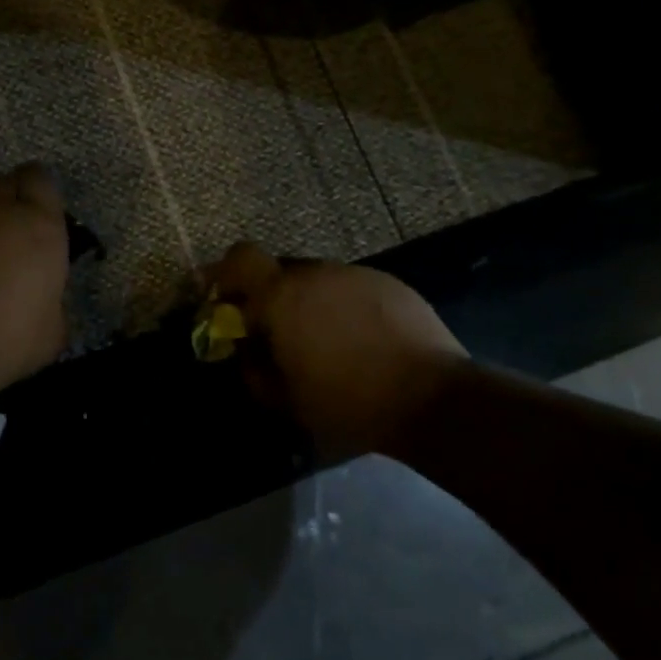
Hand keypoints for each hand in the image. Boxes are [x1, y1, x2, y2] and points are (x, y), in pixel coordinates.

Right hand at [207, 242, 468, 458]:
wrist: (433, 398)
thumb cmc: (348, 402)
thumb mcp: (287, 400)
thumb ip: (253, 370)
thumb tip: (244, 352)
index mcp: (282, 295)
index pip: (239, 257)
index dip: (226, 274)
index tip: (228, 302)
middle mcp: (315, 273)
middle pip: (279, 271)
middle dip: (273, 298)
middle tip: (281, 335)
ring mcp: (355, 274)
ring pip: (318, 280)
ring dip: (311, 303)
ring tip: (328, 342)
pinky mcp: (389, 283)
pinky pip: (351, 288)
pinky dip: (345, 307)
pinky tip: (363, 340)